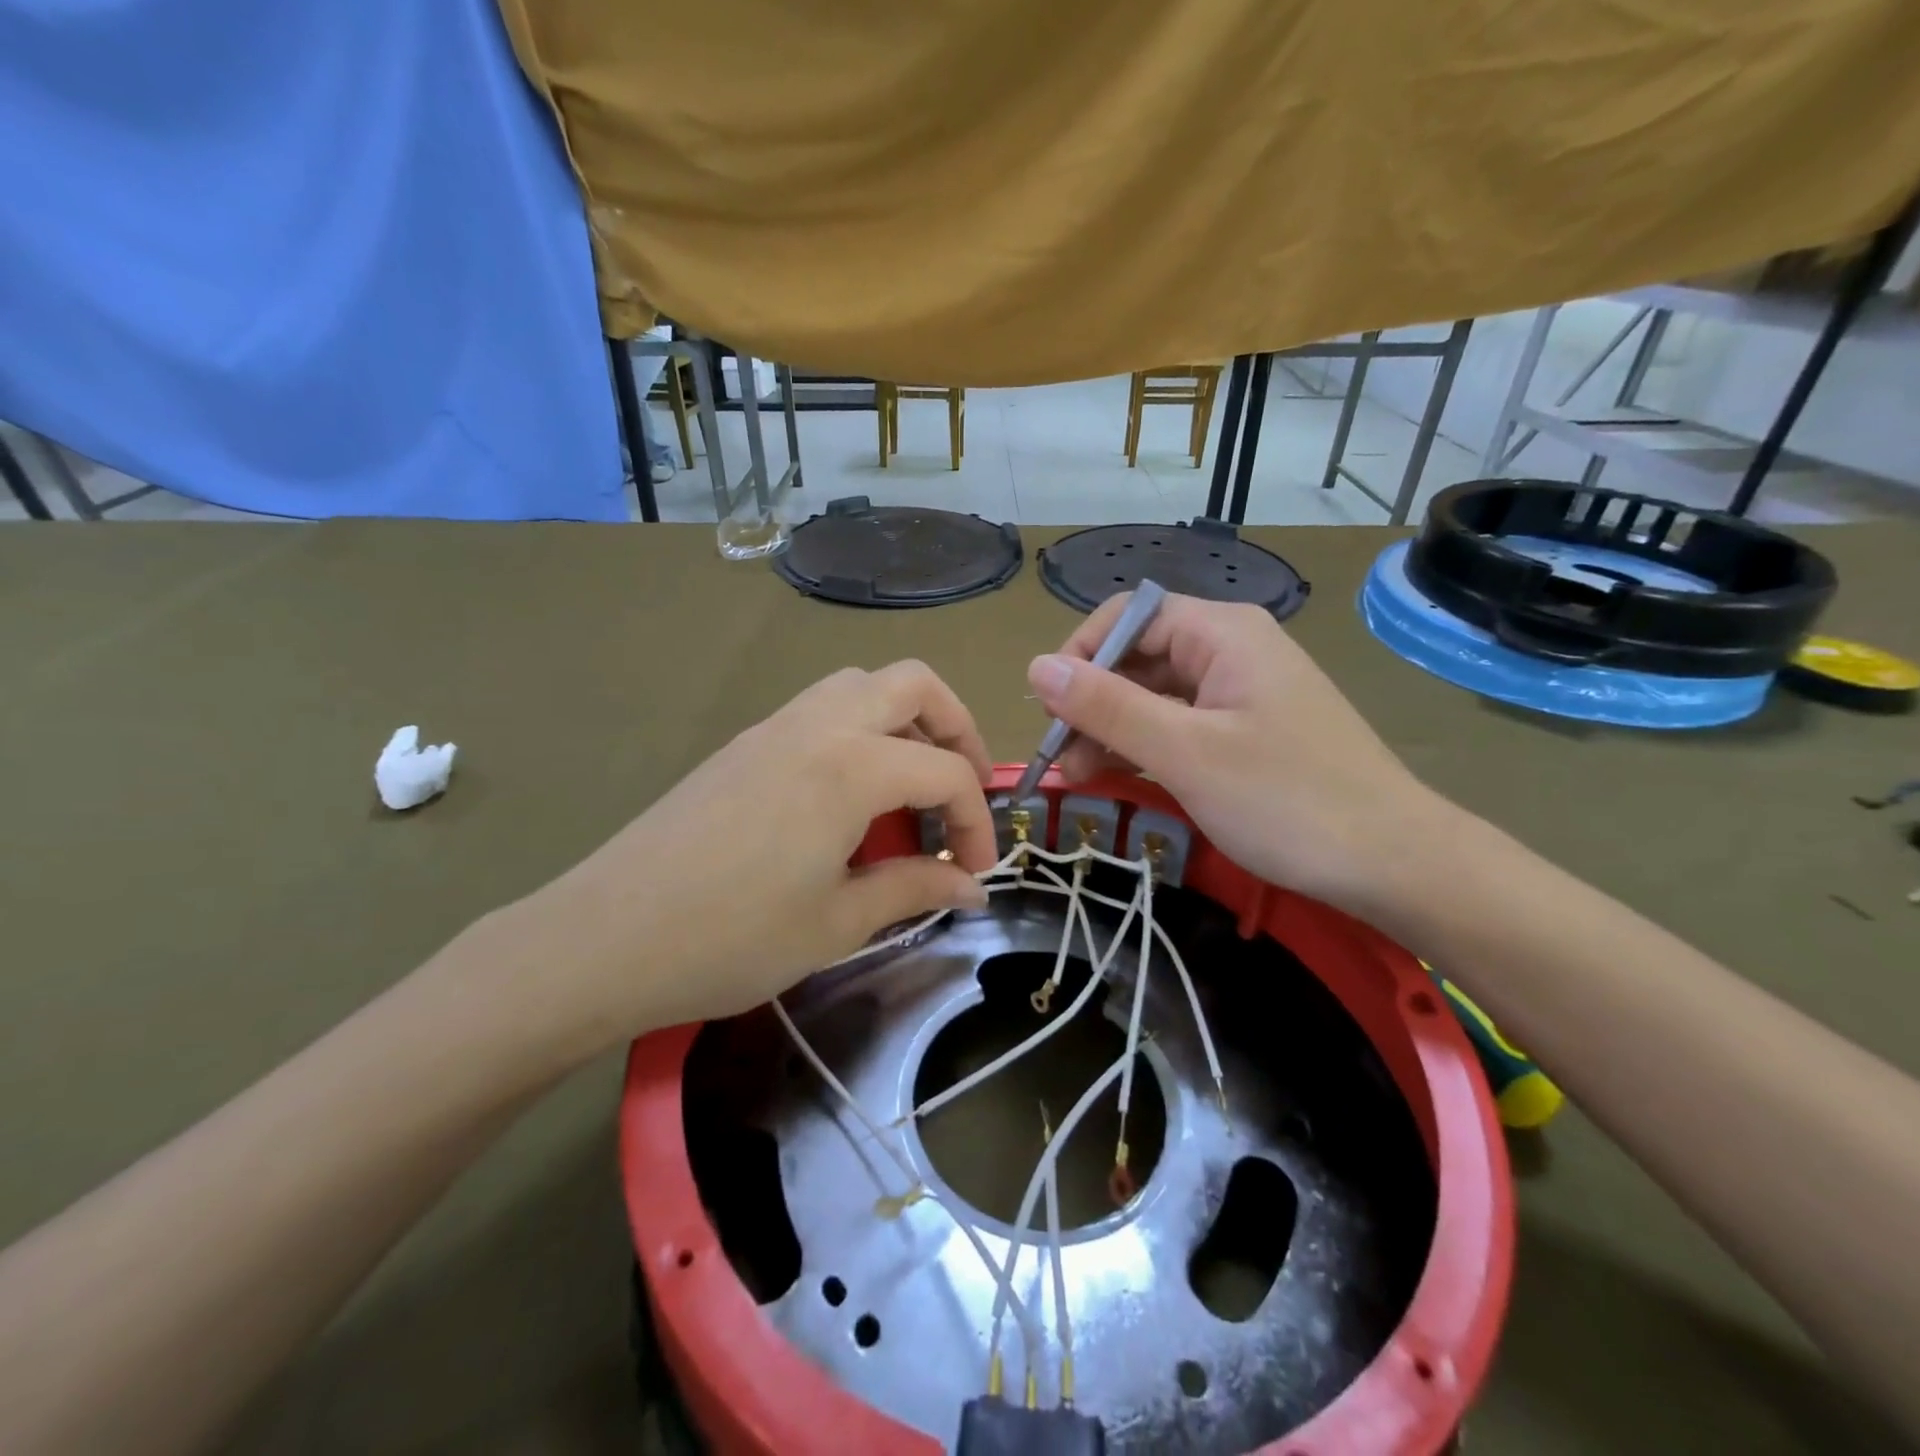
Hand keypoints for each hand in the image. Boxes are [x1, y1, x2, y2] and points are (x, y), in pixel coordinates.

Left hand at [478, 662, 997, 1058]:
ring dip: (905, 720)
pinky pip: (822, 707)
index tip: (976, 870)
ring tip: (909, 785)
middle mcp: (819, 724)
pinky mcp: (744, 743)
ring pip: (862, 684)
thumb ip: (914, 888)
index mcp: (852, 766)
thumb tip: (971, 885)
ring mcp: (775, 726)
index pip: (946, 772)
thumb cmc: (730, 939)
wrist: (603, 938)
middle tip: (962, 790)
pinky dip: (860, 730)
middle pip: (913, 684)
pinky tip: (849, 796)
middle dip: (957, 728)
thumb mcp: (837, 923)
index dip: (976, 821)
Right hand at [1028, 594, 1454, 918]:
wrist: (1396, 864)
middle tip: (1060, 760)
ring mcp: (1243, 692)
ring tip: (1080, 777)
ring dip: (1112, 730)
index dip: (1079, 656)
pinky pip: (1181, 725)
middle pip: (1138, 658)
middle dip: (1091, 703)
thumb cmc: (1288, 801)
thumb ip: (1107, 707)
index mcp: (1222, 633)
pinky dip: (1146, 747)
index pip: (1127, 618)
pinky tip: (1122, 777)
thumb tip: (1036, 667)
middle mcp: (1232, 650)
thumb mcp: (1186, 753)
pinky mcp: (1249, 731)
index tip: (1049, 712)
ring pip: (1156, 695)